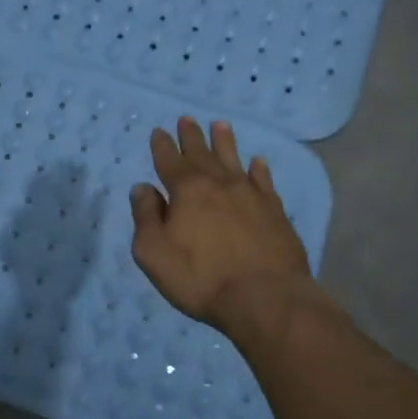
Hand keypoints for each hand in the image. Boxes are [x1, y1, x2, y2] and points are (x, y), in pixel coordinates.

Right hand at [130, 117, 328, 334]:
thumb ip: (146, 217)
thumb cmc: (201, 278)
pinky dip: (259, 170)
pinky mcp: (275, 212)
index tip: (159, 131)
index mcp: (186, 190)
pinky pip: (264, 182)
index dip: (162, 145)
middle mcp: (218, 184)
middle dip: (191, 136)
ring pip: (234, 159)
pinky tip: (258, 162)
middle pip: (201, 153)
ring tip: (221, 125)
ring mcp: (250, 195)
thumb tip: (142, 188)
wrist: (266, 299)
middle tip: (186, 119)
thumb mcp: (154, 252)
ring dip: (225, 142)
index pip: (169, 160)